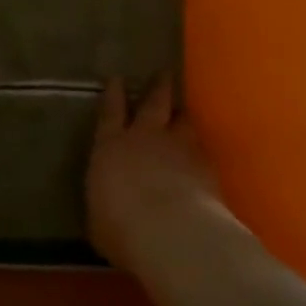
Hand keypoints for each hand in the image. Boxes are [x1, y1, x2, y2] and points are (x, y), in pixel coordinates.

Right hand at [87, 80, 223, 270]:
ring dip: (182, 115)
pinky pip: (202, 149)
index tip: (117, 78)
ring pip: (183, 120)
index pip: (110, 112)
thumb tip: (108, 204)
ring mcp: (179, 148)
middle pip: (154, 103)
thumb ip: (105, 202)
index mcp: (111, 147)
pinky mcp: (206, 165)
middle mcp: (145, 138)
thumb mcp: (99, 218)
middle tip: (164, 73)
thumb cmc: (120, 228)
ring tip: (184, 112)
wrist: (172, 233)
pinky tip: (201, 155)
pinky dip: (199, 149)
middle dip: (158, 87)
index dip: (114, 93)